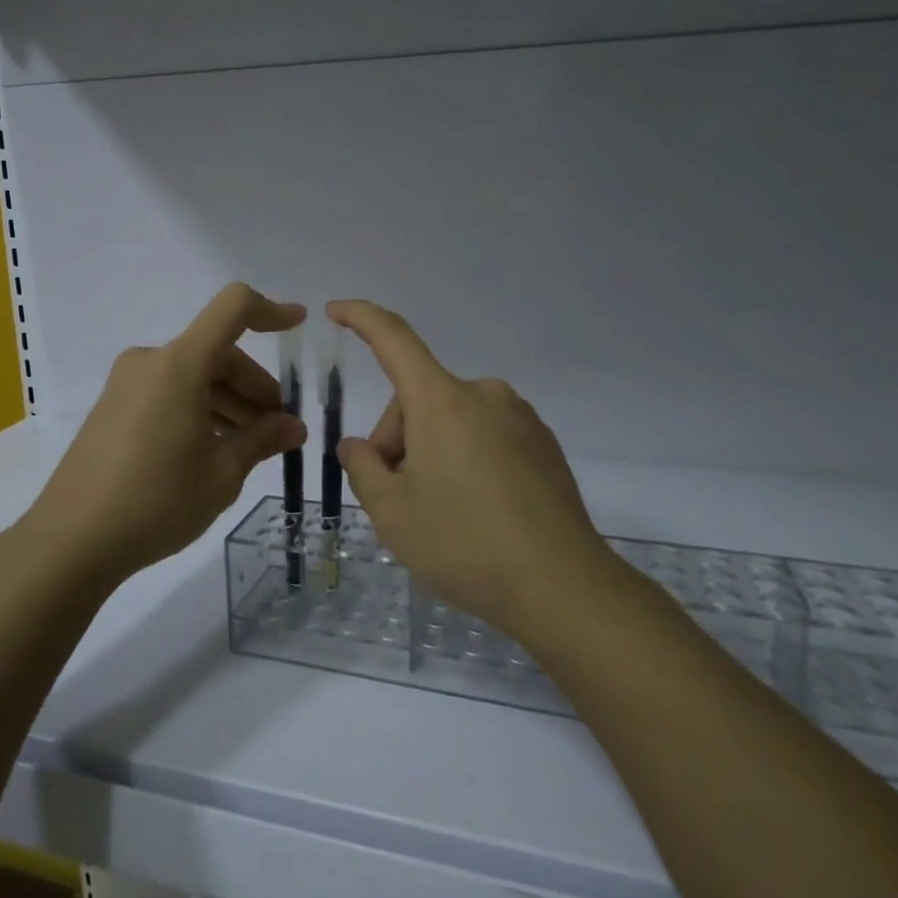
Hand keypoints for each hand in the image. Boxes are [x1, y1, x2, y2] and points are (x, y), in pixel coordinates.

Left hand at [25, 285, 306, 582]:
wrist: (71, 540)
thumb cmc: (157, 501)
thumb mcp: (222, 473)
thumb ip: (262, 440)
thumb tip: (293, 426)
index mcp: (179, 364)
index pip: (233, 309)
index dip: (271, 311)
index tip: (299, 324)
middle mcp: (152, 362)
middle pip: (217, 353)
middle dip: (255, 386)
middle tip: (279, 429)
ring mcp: (127, 384)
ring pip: (194, 376)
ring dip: (229, 402)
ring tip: (251, 447)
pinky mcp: (114, 408)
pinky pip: (170, 393)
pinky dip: (200, 409)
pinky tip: (214, 450)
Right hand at [328, 299, 617, 636]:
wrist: (562, 587)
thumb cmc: (464, 544)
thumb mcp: (392, 513)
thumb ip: (363, 468)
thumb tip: (359, 447)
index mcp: (442, 401)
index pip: (393, 339)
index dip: (360, 318)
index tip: (335, 310)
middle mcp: (483, 395)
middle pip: (419, 399)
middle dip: (398, 438)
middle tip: (398, 498)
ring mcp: (519, 418)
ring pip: (452, 420)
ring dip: (432, 450)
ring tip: (440, 512)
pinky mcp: (543, 444)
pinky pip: (486, 435)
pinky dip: (466, 458)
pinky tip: (476, 510)